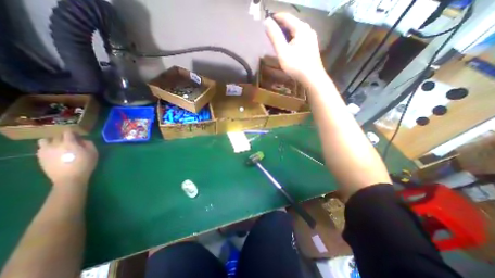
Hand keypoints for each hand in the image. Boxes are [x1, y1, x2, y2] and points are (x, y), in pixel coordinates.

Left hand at [37, 131, 98, 186]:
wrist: (69, 178)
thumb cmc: (85, 164)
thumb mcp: (93, 153)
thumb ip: (89, 144)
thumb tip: (83, 140)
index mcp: (69, 143)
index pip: (68, 132)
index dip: (73, 132)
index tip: (78, 134)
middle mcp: (55, 144)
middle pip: (57, 136)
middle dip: (64, 137)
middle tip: (71, 141)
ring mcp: (45, 151)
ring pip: (45, 140)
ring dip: (53, 141)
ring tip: (59, 145)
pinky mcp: (40, 157)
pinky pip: (41, 148)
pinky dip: (48, 147)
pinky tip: (55, 152)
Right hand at [265, 13, 327, 81]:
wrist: (312, 78)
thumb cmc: (296, 65)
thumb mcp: (282, 51)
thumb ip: (274, 36)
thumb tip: (266, 21)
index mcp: (301, 28)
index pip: (286, 16)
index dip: (275, 18)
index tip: (266, 22)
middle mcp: (308, 29)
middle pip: (291, 23)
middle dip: (280, 27)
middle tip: (270, 33)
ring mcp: (311, 38)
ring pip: (295, 31)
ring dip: (285, 34)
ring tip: (277, 41)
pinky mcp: (311, 46)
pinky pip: (299, 38)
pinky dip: (291, 40)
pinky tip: (287, 47)